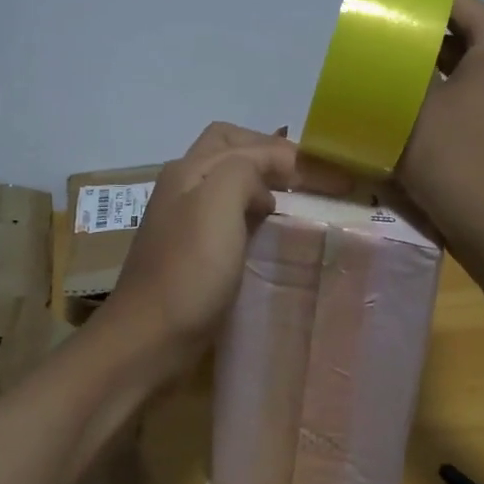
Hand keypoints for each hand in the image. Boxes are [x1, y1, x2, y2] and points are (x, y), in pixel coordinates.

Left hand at [97, 123, 346, 371]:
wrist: (148, 340)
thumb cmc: (188, 272)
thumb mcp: (216, 205)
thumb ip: (243, 172)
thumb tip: (263, 185)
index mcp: (189, 170)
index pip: (248, 144)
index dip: (293, 155)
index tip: (335, 180)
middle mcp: (182, 187)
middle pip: (230, 151)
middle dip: (270, 154)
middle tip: (308, 178)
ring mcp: (183, 221)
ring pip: (228, 183)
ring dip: (262, 183)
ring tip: (297, 203)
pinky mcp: (190, 253)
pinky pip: (228, 217)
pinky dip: (253, 213)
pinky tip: (270, 233)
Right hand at [395, 0, 483, 241]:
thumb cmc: (452, 155)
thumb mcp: (415, 105)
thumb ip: (403, 67)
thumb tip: (389, 49)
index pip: (464, 5)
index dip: (426, 4)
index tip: (391, 11)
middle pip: (470, 36)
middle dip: (429, 37)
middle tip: (387, 42)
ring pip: (474, 69)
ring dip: (439, 67)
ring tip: (398, 72)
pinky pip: (480, 96)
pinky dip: (453, 93)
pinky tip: (420, 107)